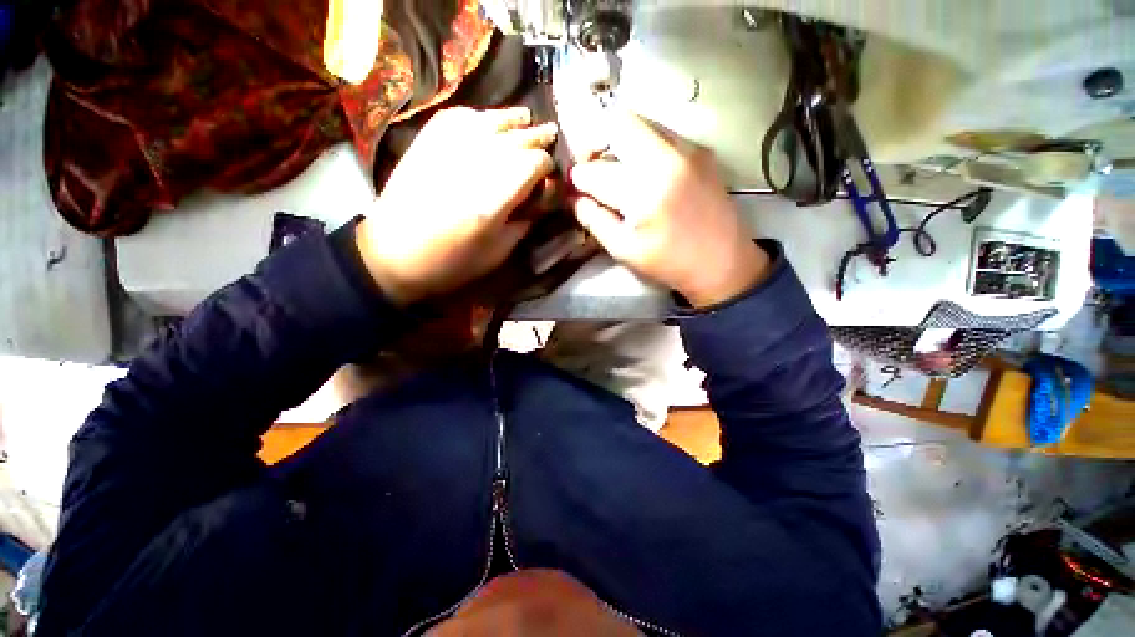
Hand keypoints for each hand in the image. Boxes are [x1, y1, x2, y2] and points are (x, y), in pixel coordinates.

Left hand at [357, 107, 557, 303]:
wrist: (394, 253)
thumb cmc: (452, 262)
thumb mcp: (498, 252)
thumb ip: (524, 222)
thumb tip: (539, 199)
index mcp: (494, 198)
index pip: (533, 164)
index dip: (547, 166)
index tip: (550, 176)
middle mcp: (474, 164)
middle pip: (516, 138)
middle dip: (537, 138)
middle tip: (550, 136)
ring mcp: (448, 148)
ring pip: (490, 120)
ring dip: (512, 119)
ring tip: (525, 117)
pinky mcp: (426, 141)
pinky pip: (459, 116)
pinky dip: (479, 115)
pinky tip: (487, 119)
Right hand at [570, 111, 768, 307]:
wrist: (724, 264)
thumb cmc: (669, 263)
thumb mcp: (624, 250)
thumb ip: (594, 220)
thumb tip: (575, 198)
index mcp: (645, 190)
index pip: (596, 170)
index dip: (579, 178)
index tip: (576, 188)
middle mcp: (668, 158)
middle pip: (619, 122)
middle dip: (596, 142)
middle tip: (593, 168)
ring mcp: (689, 149)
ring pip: (642, 123)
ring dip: (620, 142)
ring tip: (617, 172)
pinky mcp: (702, 151)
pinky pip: (663, 134)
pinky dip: (643, 147)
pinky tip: (644, 174)